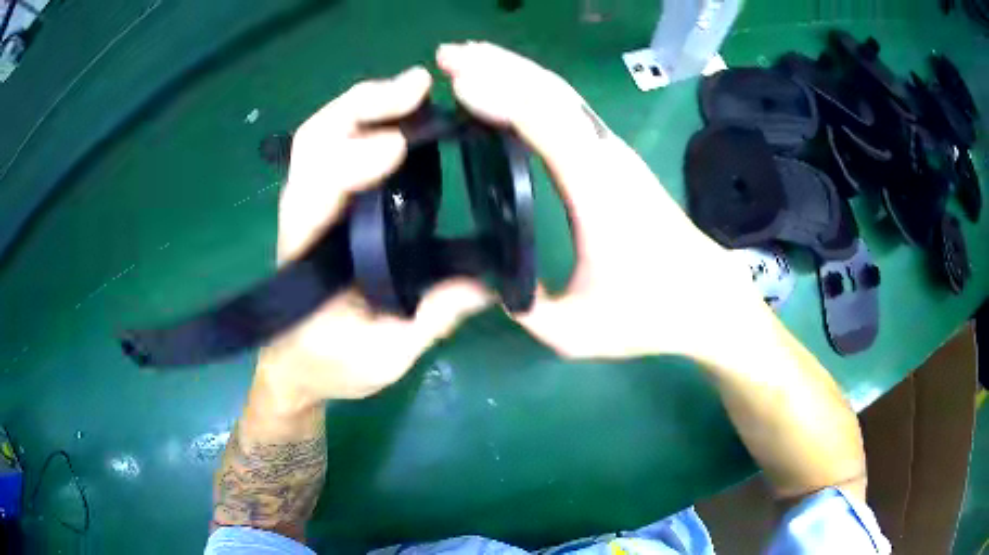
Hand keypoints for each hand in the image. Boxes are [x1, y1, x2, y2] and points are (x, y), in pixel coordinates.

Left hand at [257, 67, 490, 406]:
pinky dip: (367, 120)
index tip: (399, 146)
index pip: (315, 192)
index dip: (351, 161)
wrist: (297, 367)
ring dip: (366, 104)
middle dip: (362, 106)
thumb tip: (492, 283)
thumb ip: (432, 317)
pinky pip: (337, 146)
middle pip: (314, 141)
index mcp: (305, 256)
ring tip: (417, 90)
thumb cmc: (329, 366)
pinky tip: (404, 116)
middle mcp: (303, 216)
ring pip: (322, 134)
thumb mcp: (384, 356)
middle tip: (418, 88)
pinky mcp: (327, 202)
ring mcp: (312, 203)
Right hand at [438, 42, 761, 361]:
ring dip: (513, 69)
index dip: (500, 95)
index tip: (455, 81)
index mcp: (597, 191)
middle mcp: (606, 157)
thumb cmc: (651, 313)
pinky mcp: (613, 157)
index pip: (545, 123)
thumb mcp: (578, 331)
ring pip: (559, 93)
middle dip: (496, 65)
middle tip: (447, 55)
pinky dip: (532, 88)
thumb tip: (486, 281)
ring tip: (468, 60)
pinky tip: (509, 87)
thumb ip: (526, 311)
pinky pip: (567, 108)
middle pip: (549, 92)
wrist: (706, 298)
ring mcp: (612, 152)